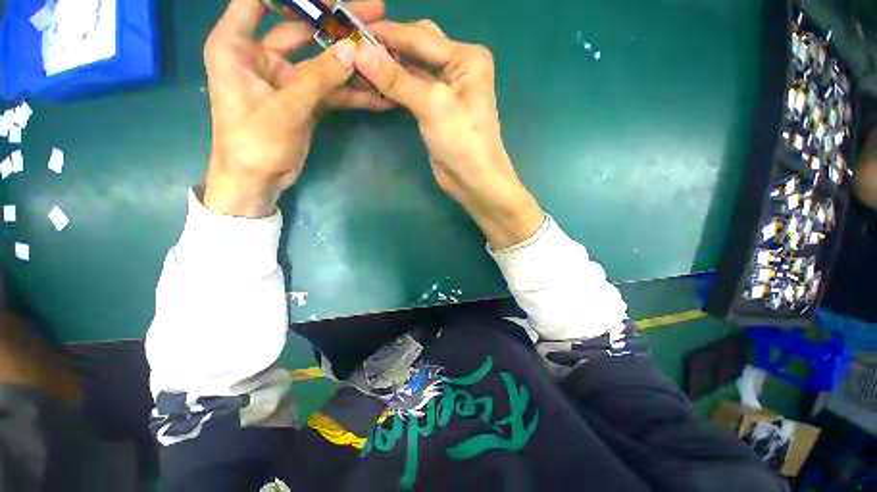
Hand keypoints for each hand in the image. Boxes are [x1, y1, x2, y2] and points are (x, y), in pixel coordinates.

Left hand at [203, 0, 390, 217]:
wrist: (259, 180)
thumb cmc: (253, 143)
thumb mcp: (284, 109)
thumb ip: (318, 79)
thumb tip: (353, 51)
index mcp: (236, 44)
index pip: (260, 0)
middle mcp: (262, 54)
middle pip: (302, 26)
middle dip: (336, 20)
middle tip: (373, 12)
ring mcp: (288, 78)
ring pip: (323, 59)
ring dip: (351, 57)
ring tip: (383, 50)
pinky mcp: (306, 100)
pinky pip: (332, 89)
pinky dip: (352, 90)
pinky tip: (377, 91)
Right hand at [353, 21, 543, 247]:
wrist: (474, 180)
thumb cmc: (462, 141)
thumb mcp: (432, 106)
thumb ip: (397, 79)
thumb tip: (360, 54)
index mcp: (466, 58)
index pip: (420, 37)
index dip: (387, 33)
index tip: (353, 29)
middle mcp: (458, 68)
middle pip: (418, 47)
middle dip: (389, 47)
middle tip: (356, 48)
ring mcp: (446, 91)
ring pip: (413, 70)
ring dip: (389, 68)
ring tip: (358, 65)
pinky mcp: (435, 110)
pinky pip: (411, 91)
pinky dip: (395, 87)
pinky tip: (375, 86)